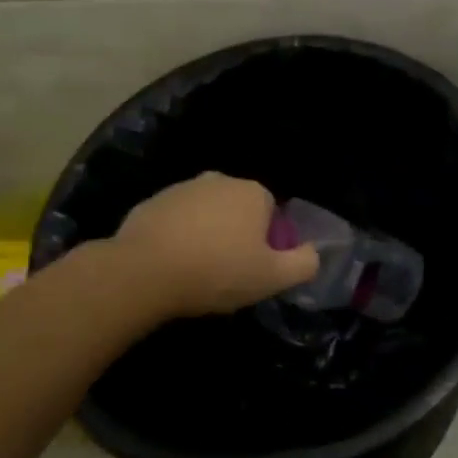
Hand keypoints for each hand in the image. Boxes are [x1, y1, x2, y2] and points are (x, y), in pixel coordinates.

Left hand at [115, 172, 319, 317]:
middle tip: (228, 272)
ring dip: (206, 234)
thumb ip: (304, 263)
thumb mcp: (272, 277)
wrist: (144, 272)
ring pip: (205, 213)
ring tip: (196, 271)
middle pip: (238, 209)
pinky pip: (174, 221)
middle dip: (236, 234)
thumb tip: (314, 253)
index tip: (255, 268)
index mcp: (253, 193)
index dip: (267, 242)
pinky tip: (170, 265)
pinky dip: (176, 237)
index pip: (271, 213)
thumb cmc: (217, 271)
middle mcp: (220, 180)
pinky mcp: (151, 202)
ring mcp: (182, 188)